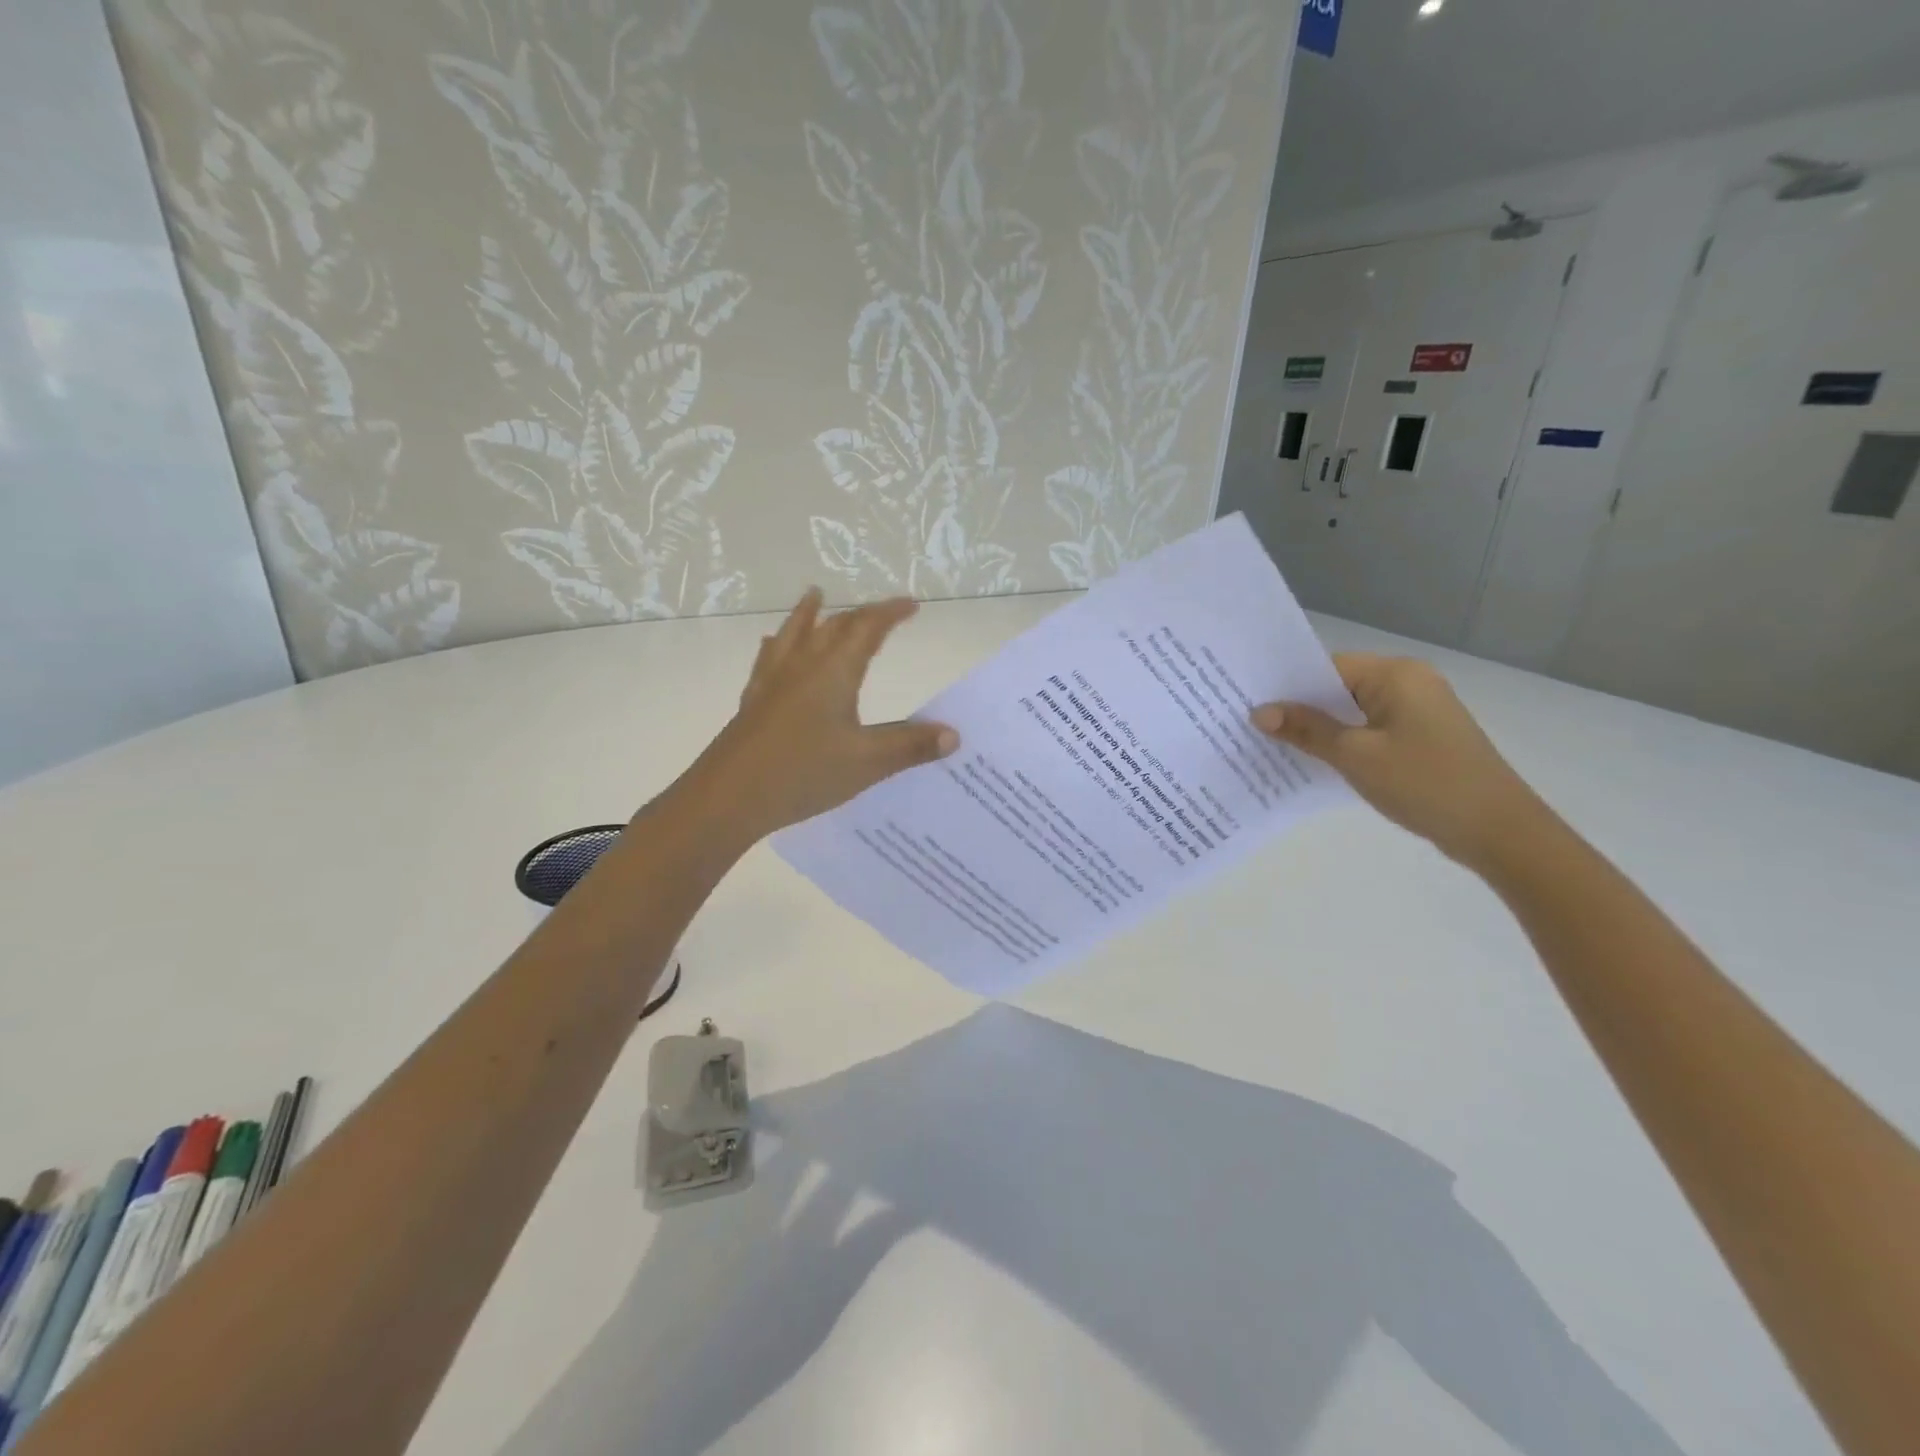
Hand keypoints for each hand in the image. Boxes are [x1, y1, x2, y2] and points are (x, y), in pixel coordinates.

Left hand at [676, 589, 957, 843]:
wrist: (728, 797)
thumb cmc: (803, 773)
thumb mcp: (867, 762)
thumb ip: (911, 746)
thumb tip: (954, 735)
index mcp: (834, 672)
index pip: (867, 629)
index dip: (891, 613)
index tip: (912, 604)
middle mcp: (802, 666)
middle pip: (833, 626)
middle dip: (861, 614)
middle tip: (882, 611)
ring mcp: (772, 682)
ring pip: (794, 634)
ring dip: (809, 614)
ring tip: (815, 596)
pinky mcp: (753, 702)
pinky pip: (769, 659)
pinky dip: (778, 644)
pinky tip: (771, 647)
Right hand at [1251, 653, 1546, 869]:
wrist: (1498, 831)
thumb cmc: (1425, 783)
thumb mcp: (1356, 756)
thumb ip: (1307, 730)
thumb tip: (1260, 712)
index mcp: (1396, 674)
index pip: (1326, 667)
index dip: (1287, 686)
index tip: (1246, 702)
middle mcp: (1409, 683)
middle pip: (1338, 687)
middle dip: (1298, 708)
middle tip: (1249, 724)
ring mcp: (1417, 711)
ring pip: (1352, 712)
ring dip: (1318, 728)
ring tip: (1270, 743)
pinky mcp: (1420, 738)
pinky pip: (1368, 731)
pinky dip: (1341, 742)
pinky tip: (1311, 760)